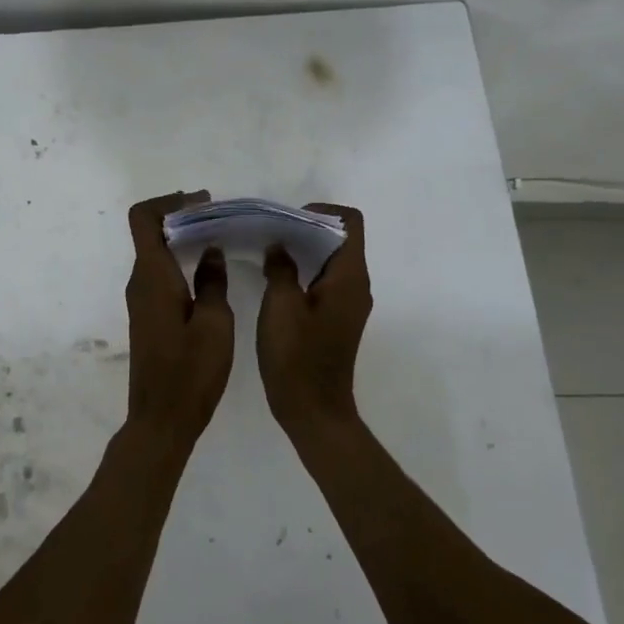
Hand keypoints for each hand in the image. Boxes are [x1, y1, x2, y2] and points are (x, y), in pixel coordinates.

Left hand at [124, 191, 233, 441]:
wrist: (161, 421)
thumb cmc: (190, 373)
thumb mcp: (214, 324)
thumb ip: (213, 282)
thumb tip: (210, 252)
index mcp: (153, 277)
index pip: (143, 218)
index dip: (169, 201)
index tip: (203, 204)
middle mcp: (140, 283)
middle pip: (150, 232)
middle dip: (182, 217)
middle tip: (221, 219)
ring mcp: (141, 301)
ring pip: (156, 254)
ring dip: (182, 240)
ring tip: (220, 241)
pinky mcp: (147, 317)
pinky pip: (160, 275)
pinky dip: (181, 262)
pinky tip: (209, 274)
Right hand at [258, 203, 370, 434]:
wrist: (313, 410)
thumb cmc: (297, 356)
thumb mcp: (280, 306)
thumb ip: (280, 268)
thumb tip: (279, 247)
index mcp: (349, 277)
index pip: (350, 223)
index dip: (321, 212)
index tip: (288, 219)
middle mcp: (355, 286)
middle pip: (339, 239)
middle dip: (306, 229)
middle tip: (270, 232)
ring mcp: (348, 304)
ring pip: (330, 261)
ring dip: (302, 251)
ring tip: (267, 251)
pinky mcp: (336, 320)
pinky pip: (324, 282)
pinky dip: (303, 272)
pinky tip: (274, 279)